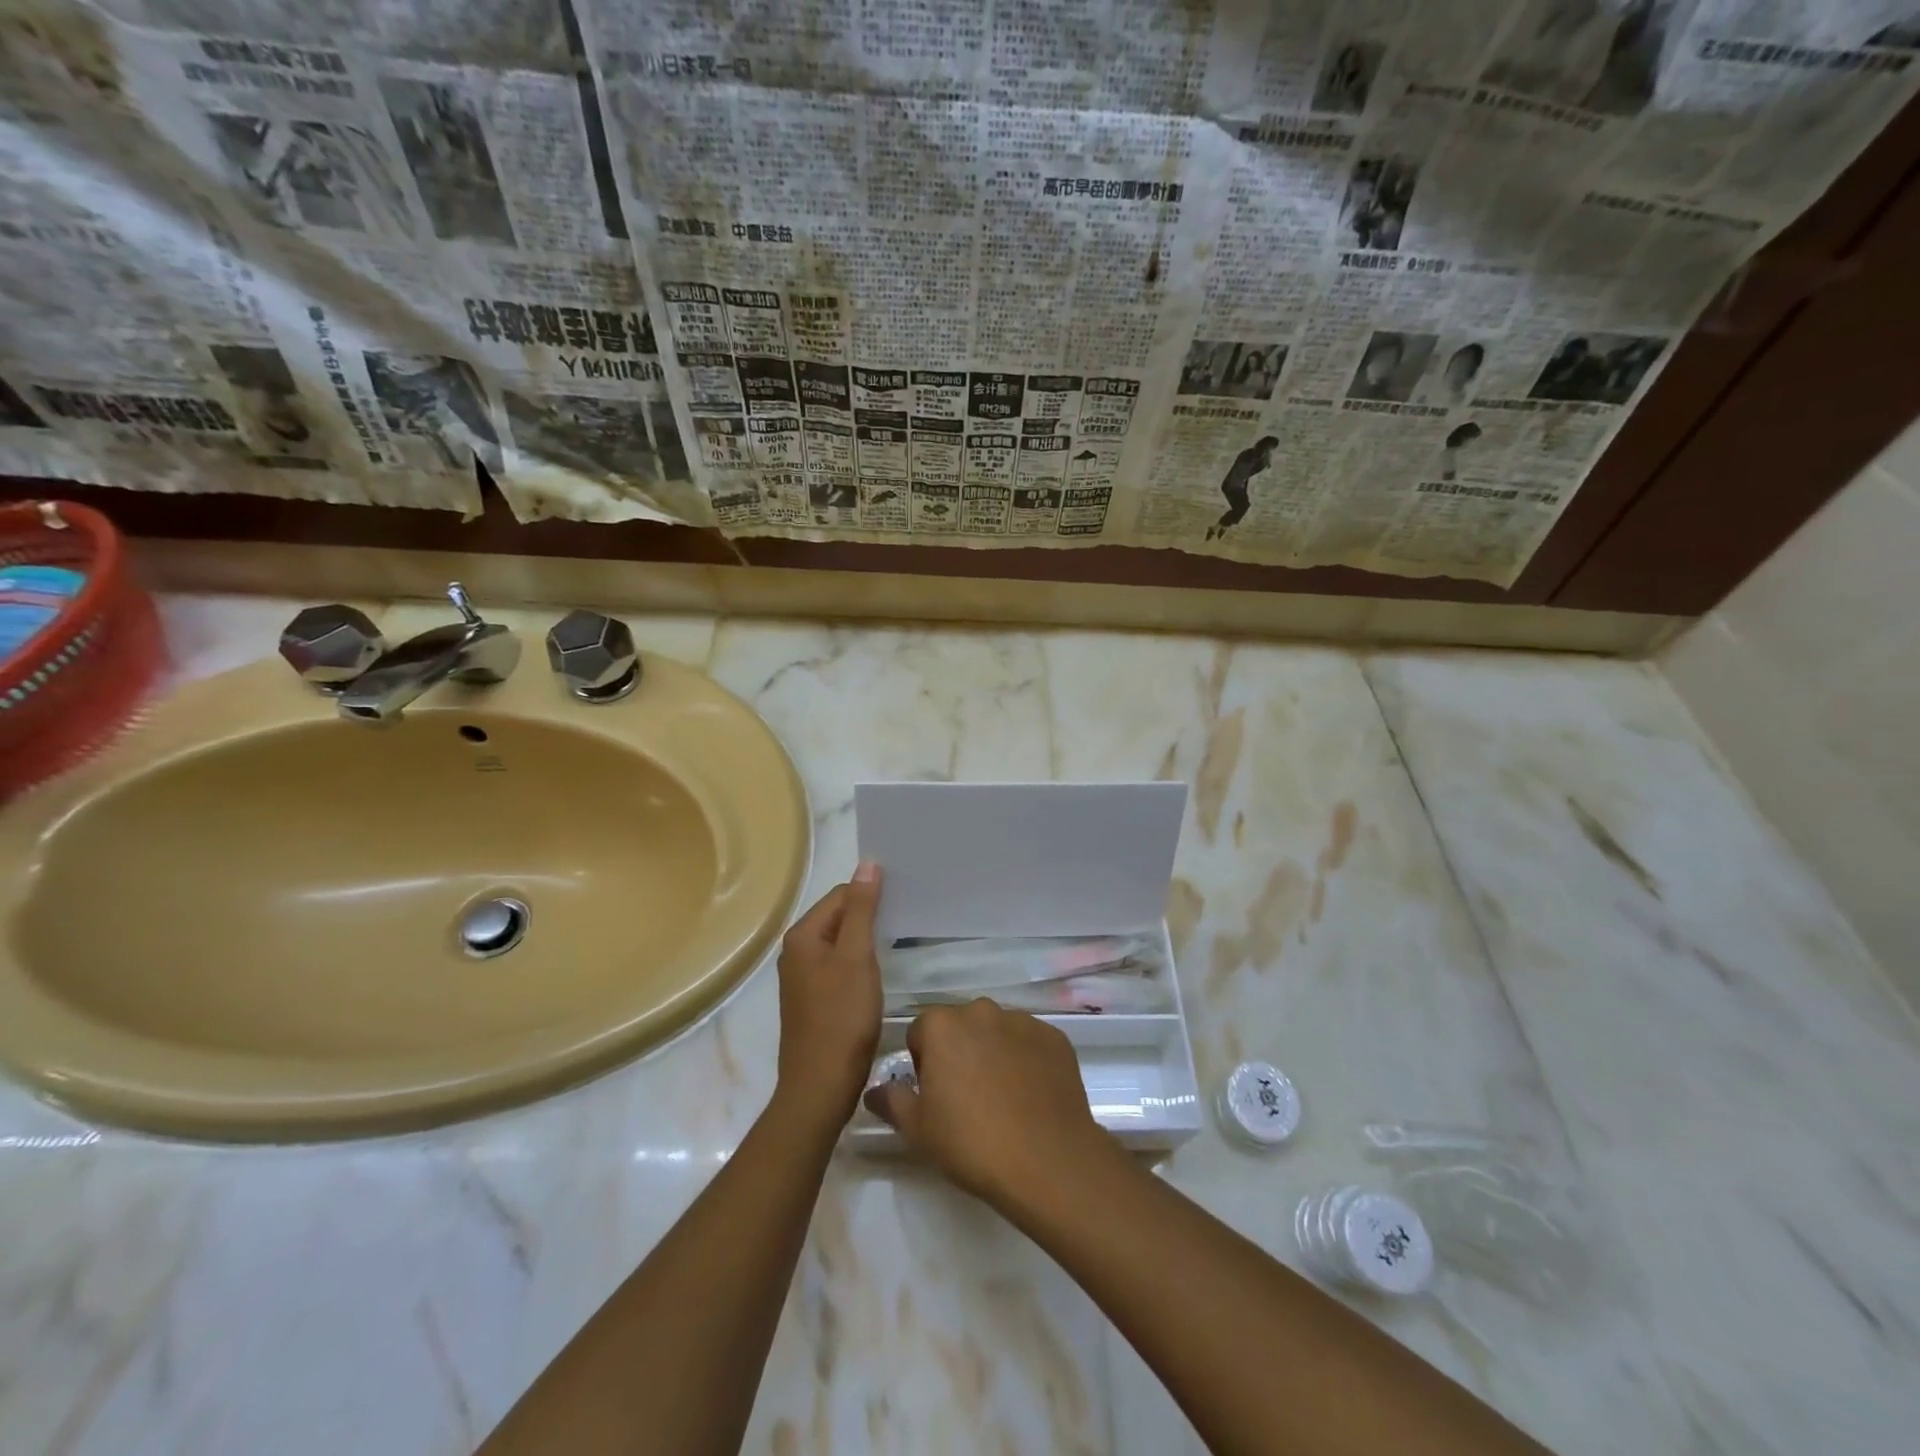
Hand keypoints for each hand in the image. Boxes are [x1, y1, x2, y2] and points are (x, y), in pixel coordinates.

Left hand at [773, 864, 882, 1129]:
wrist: (821, 1086)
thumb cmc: (841, 1018)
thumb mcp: (857, 958)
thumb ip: (862, 910)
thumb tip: (868, 864)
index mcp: (802, 936)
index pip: (841, 895)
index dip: (871, 896)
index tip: (903, 903)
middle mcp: (796, 952)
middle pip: (839, 917)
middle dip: (869, 917)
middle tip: (906, 921)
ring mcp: (803, 978)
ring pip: (840, 944)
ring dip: (866, 941)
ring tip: (897, 944)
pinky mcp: (813, 1000)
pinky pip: (839, 967)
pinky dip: (859, 964)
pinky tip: (879, 975)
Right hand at [864, 999, 1110, 1206]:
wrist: (1047, 1160)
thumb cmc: (972, 1143)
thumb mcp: (918, 1129)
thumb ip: (892, 1101)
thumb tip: (874, 1090)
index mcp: (943, 1025)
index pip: (922, 1032)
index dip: (923, 1063)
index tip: (934, 1096)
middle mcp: (982, 1010)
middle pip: (960, 1026)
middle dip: (959, 1052)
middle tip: (966, 1098)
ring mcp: (1022, 1020)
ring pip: (996, 1032)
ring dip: (992, 1053)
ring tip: (1002, 1099)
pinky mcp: (1054, 1037)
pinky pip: (1029, 1043)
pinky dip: (1026, 1060)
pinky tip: (1030, 1097)